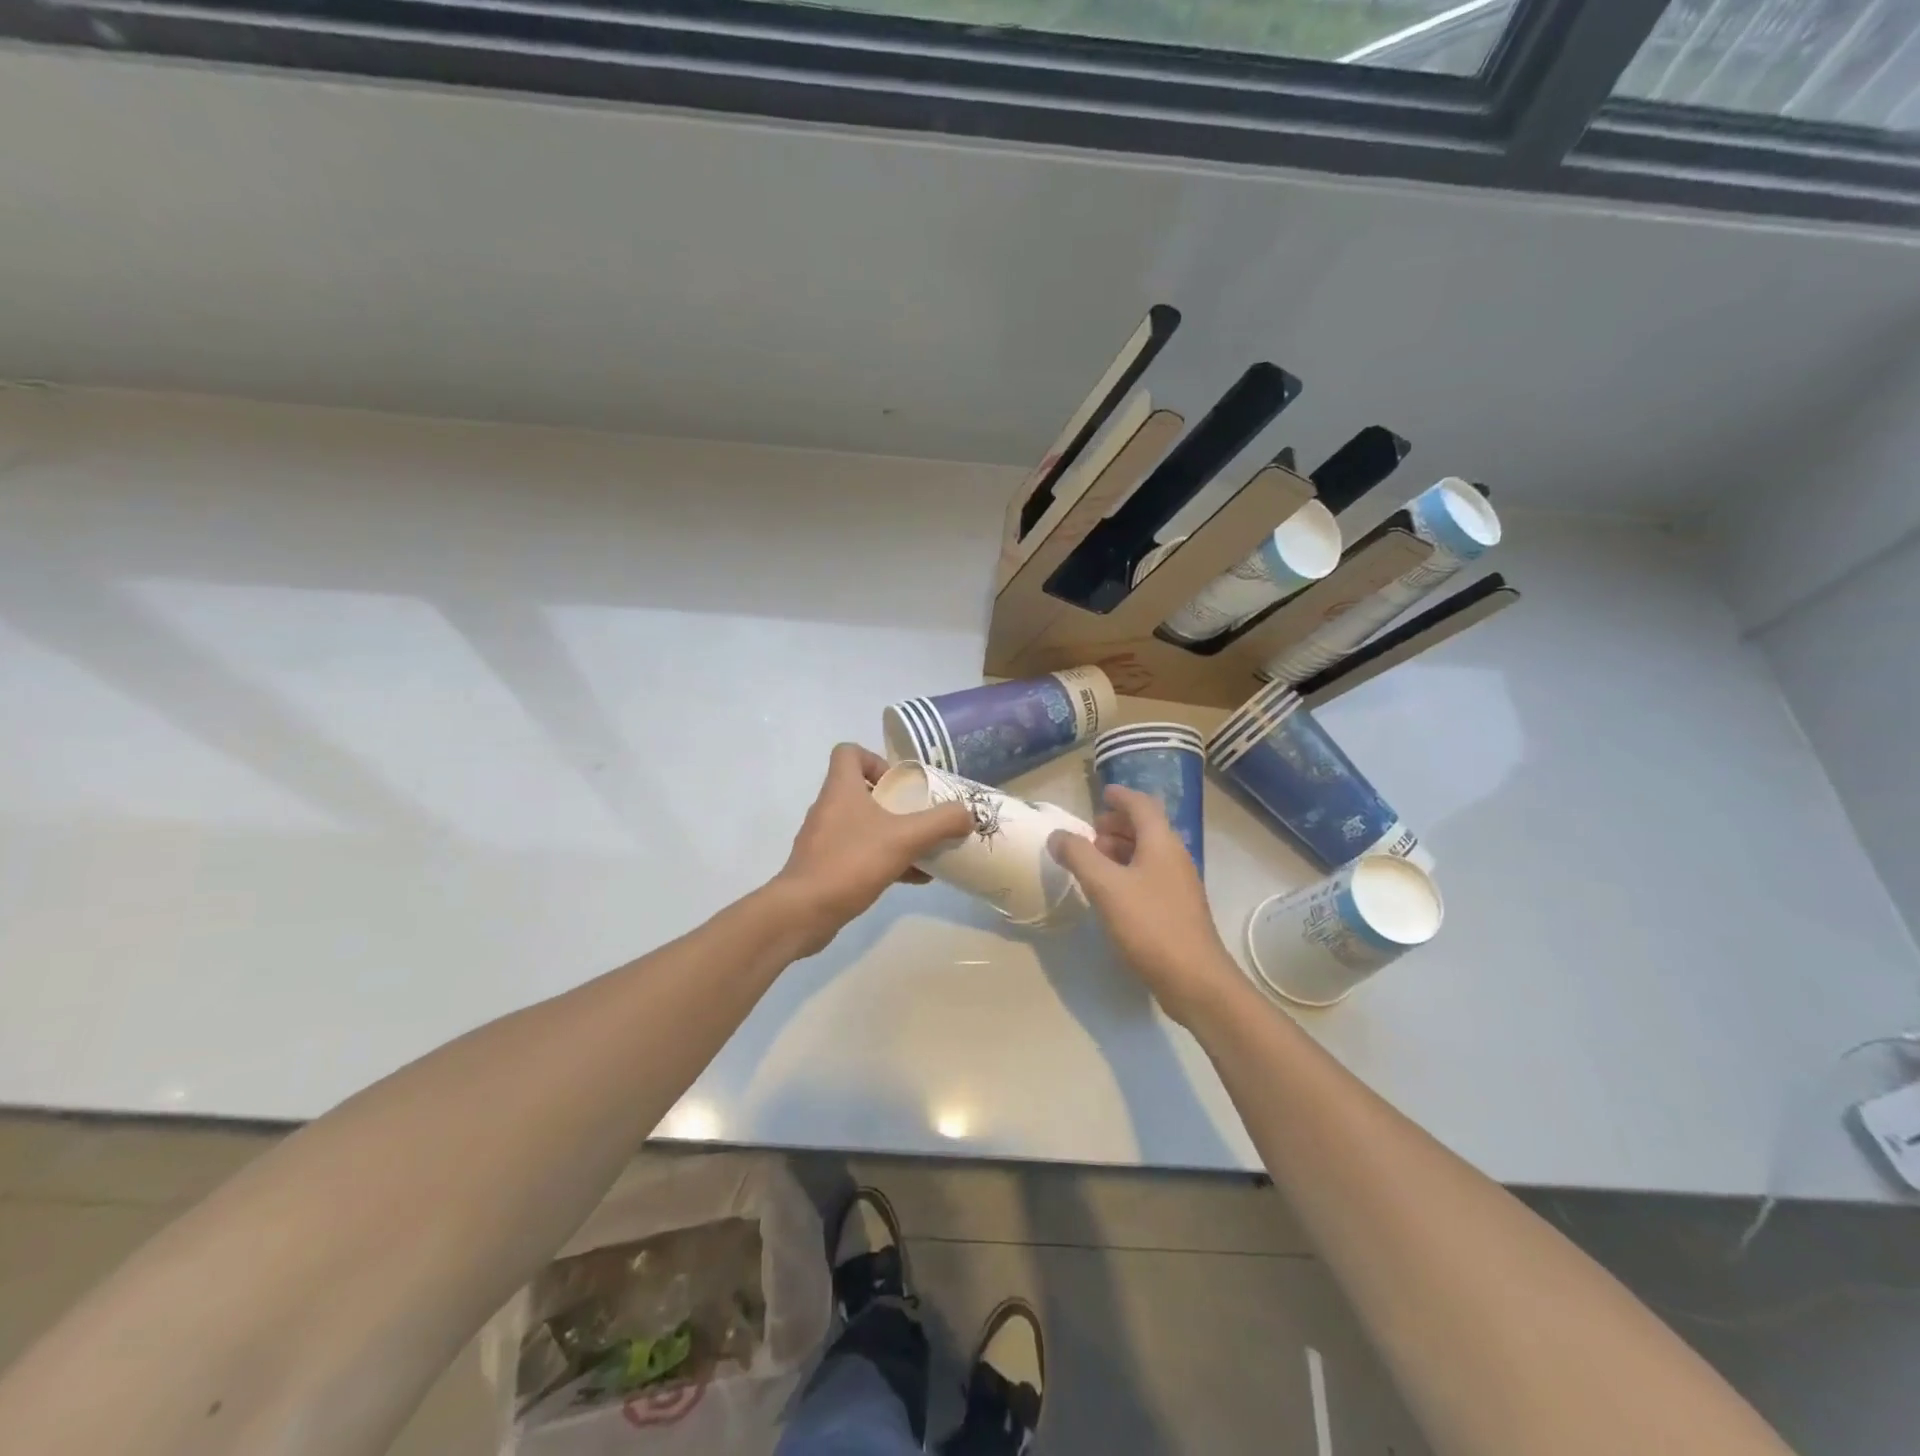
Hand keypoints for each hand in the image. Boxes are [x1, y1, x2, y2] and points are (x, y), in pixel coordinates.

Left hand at [772, 744, 973, 955]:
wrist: (803, 912)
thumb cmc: (851, 862)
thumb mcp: (904, 839)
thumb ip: (940, 823)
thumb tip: (967, 814)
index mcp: (841, 789)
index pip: (848, 752)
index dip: (875, 759)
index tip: (900, 782)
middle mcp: (829, 808)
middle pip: (861, 789)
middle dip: (895, 802)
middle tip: (920, 816)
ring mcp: (824, 838)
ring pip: (862, 824)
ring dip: (892, 832)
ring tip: (924, 848)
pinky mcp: (824, 866)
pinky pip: (859, 853)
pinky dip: (885, 859)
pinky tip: (914, 878)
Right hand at [1049, 785, 1241, 1027]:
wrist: (1194, 979)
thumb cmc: (1149, 925)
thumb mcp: (1105, 886)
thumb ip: (1078, 856)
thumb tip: (1058, 835)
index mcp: (1161, 843)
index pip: (1142, 805)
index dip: (1122, 796)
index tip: (1102, 793)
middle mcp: (1174, 857)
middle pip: (1147, 828)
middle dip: (1118, 824)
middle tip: (1090, 830)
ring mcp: (1179, 885)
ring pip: (1148, 854)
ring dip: (1121, 849)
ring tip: (1094, 859)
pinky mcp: (1177, 910)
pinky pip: (1150, 876)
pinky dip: (1128, 871)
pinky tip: (1110, 891)